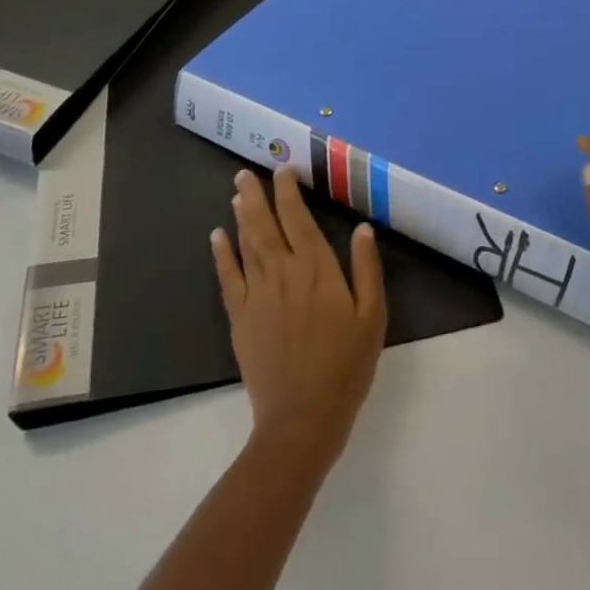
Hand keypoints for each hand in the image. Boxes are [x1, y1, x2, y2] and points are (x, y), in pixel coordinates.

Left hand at [212, 167, 386, 470]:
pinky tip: (217, 236)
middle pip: (265, 225)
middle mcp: (283, 273)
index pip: (298, 219)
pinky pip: (228, 276)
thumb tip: (363, 229)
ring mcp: (257, 294)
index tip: (284, 170)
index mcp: (317, 270)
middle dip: (256, 195)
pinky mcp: (240, 317)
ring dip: (241, 216)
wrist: (302, 418)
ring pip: (246, 244)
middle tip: (246, 172)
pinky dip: (221, 253)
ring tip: (238, 193)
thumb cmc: (346, 366)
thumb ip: (367, 270)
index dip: (289, 192)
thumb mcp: (372, 317)